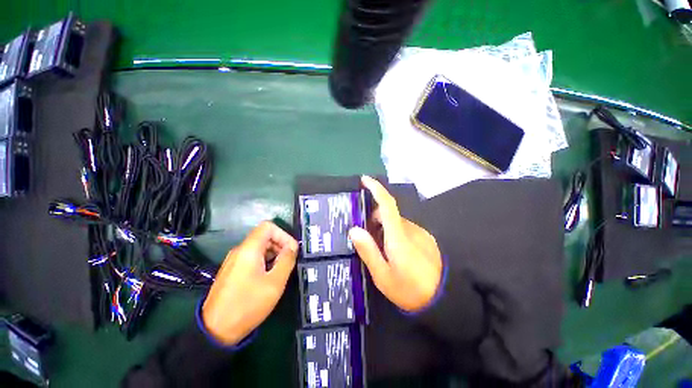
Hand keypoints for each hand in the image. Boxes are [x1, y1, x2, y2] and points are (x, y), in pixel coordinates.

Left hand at [202, 221, 297, 344]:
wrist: (215, 330)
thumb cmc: (247, 305)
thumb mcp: (275, 283)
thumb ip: (286, 260)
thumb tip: (292, 247)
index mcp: (249, 249)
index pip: (268, 226)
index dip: (283, 235)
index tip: (291, 250)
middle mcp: (240, 251)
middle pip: (265, 236)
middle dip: (280, 245)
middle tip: (289, 262)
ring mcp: (234, 261)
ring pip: (259, 247)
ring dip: (274, 254)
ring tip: (281, 271)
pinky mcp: (233, 271)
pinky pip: (253, 257)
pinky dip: (265, 261)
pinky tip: (269, 277)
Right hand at [349, 176, 442, 311]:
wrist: (446, 300)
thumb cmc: (410, 290)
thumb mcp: (383, 276)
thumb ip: (368, 251)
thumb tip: (354, 229)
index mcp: (398, 236)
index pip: (387, 204)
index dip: (376, 189)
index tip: (365, 180)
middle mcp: (410, 229)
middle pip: (389, 214)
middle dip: (375, 219)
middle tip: (366, 237)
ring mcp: (420, 233)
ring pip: (397, 223)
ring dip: (385, 229)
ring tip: (381, 250)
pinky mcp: (426, 238)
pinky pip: (406, 230)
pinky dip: (396, 234)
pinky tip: (396, 253)